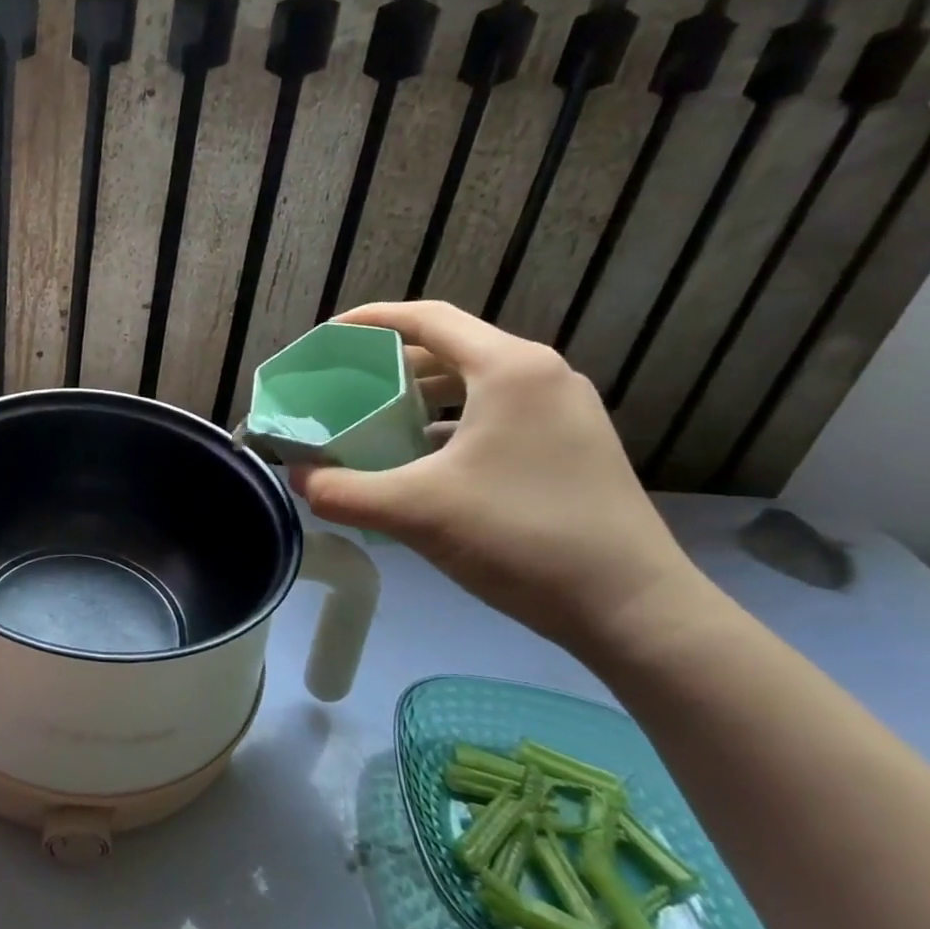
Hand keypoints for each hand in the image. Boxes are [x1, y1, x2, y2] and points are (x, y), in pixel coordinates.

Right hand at [291, 301, 707, 655]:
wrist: (632, 609)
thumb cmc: (521, 538)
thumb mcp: (414, 511)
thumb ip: (341, 490)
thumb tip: (297, 478)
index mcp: (509, 369)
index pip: (427, 319)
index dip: (370, 321)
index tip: (326, 338)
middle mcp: (540, 375)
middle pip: (449, 348)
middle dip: (388, 363)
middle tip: (340, 385)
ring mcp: (563, 410)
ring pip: (473, 383)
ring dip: (419, 395)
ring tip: (372, 419)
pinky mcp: (571, 444)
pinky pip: (494, 414)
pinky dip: (450, 424)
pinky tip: (420, 458)